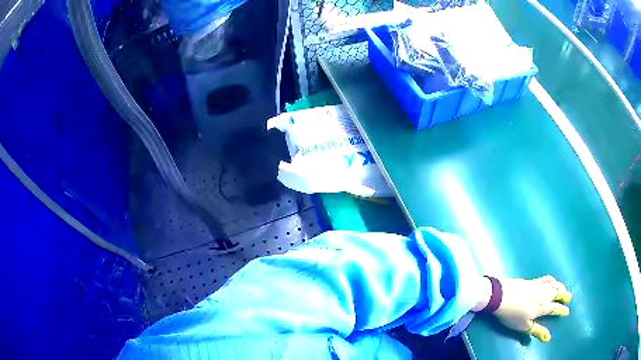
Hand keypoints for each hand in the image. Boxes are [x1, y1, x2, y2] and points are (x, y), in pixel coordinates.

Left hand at [494, 275, 571, 341]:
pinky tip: (552, 281)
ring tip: (563, 289)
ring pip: (554, 284)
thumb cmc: (513, 315)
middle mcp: (545, 294)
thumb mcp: (524, 327)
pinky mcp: (533, 280)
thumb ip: (537, 331)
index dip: (562, 310)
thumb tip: (549, 338)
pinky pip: (547, 278)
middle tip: (569, 298)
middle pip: (558, 293)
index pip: (556, 308)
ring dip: (561, 287)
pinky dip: (552, 280)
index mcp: (544, 306)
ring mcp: (539, 285)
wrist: (502, 296)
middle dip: (565, 296)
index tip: (567, 311)